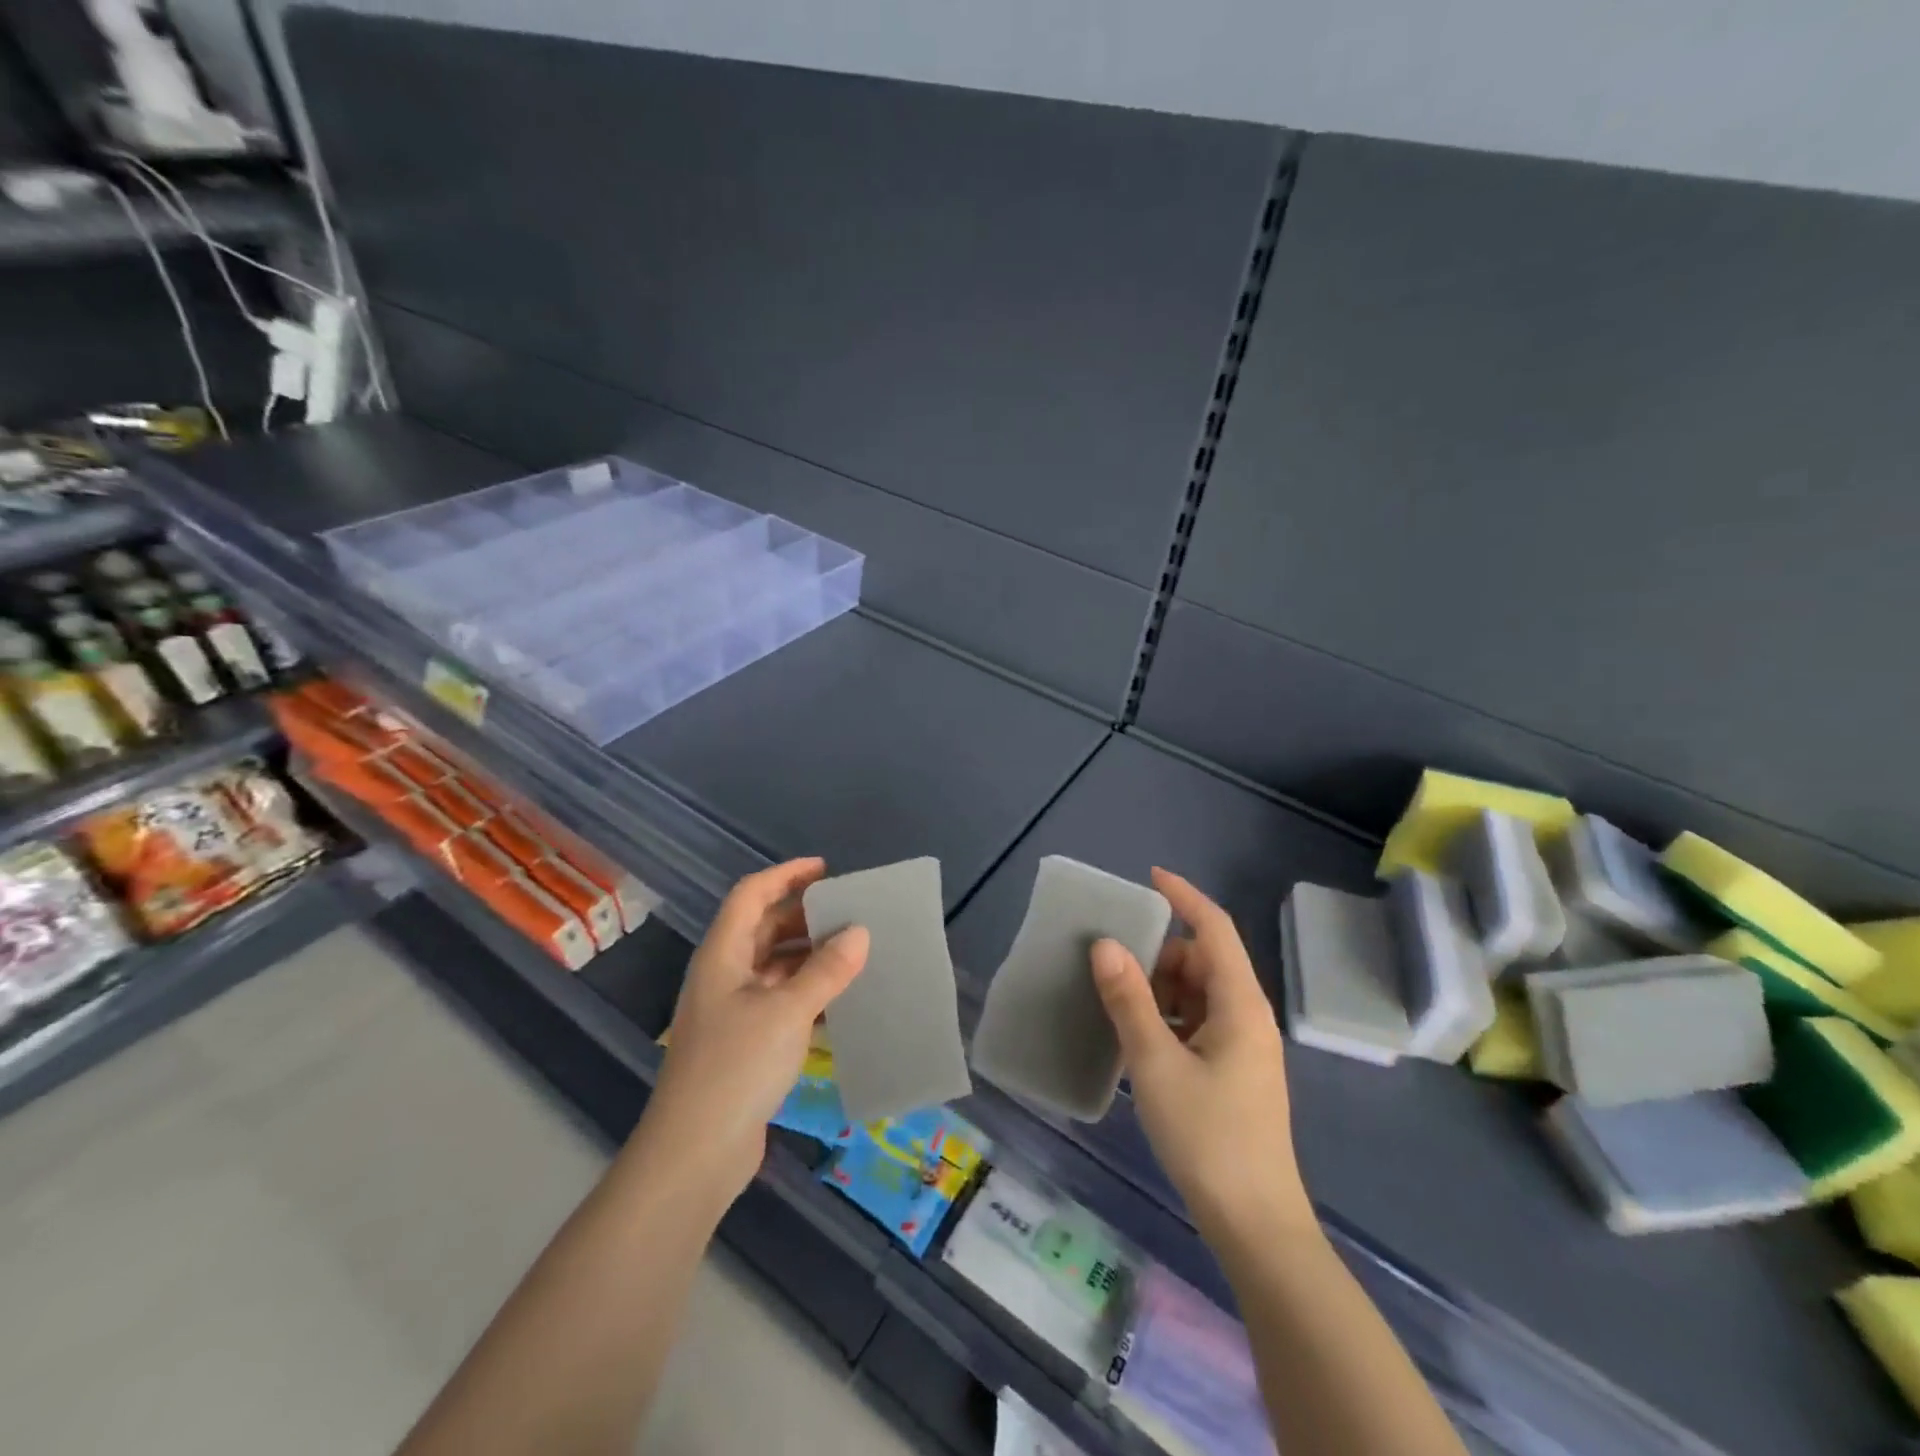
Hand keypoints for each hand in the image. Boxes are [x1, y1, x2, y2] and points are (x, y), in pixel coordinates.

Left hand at [636, 858, 868, 1203]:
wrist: (694, 1154)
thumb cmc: (736, 1067)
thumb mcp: (787, 1011)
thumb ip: (826, 970)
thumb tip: (860, 931)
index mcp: (723, 954)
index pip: (752, 895)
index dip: (786, 875)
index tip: (826, 870)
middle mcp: (725, 975)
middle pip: (764, 928)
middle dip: (804, 917)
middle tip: (850, 913)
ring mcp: (733, 1011)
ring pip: (775, 966)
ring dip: (811, 956)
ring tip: (855, 953)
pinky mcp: (746, 1043)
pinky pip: (781, 1001)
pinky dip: (809, 993)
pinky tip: (842, 1001)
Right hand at [1091, 868, 1314, 1247]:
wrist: (1255, 1224)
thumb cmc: (1208, 1137)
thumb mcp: (1157, 1064)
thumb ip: (1129, 1000)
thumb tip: (1105, 944)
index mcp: (1240, 1004)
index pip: (1214, 928)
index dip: (1184, 897)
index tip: (1149, 877)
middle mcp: (1247, 1016)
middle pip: (1203, 961)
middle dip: (1160, 956)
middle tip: (1115, 969)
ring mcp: (1243, 1046)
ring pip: (1199, 993)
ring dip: (1162, 991)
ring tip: (1122, 1009)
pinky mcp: (1234, 1072)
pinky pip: (1199, 1023)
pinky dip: (1170, 1019)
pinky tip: (1141, 1042)